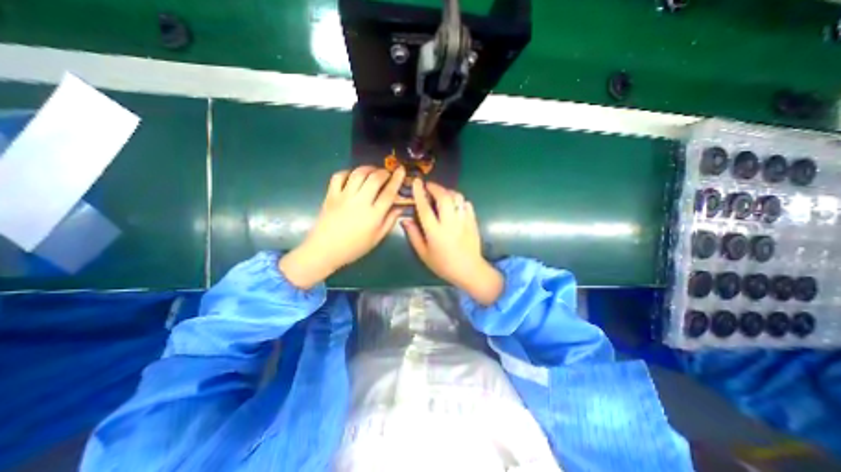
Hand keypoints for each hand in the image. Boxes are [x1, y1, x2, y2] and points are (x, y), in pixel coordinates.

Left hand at [278, 166, 402, 290]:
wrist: (324, 250)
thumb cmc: (354, 247)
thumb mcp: (377, 238)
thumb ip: (390, 221)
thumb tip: (400, 207)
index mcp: (374, 215)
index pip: (389, 192)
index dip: (397, 179)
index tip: (401, 170)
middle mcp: (360, 202)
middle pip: (375, 178)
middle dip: (384, 172)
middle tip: (387, 173)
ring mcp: (344, 196)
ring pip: (358, 174)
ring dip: (368, 168)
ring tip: (373, 171)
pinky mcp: (331, 195)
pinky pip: (339, 176)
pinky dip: (348, 172)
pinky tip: (353, 176)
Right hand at [404, 177, 500, 306]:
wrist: (469, 270)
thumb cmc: (443, 264)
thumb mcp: (424, 254)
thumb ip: (414, 235)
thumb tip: (405, 220)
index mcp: (435, 232)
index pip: (425, 208)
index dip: (419, 193)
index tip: (416, 182)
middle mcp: (450, 223)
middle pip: (444, 198)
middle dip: (435, 187)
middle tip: (428, 186)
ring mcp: (464, 221)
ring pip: (457, 198)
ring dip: (447, 191)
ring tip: (441, 193)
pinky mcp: (473, 221)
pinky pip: (466, 204)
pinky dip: (459, 200)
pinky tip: (454, 203)